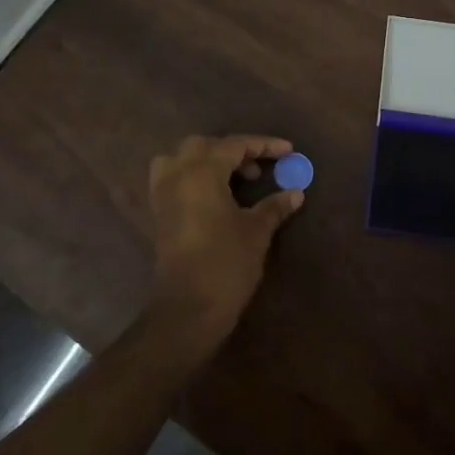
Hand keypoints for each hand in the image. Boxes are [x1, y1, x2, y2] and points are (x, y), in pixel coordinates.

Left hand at [148, 134, 303, 341]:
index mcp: (201, 172)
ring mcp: (163, 194)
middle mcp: (177, 175)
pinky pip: (172, 179)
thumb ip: (274, 206)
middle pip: (204, 146)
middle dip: (233, 151)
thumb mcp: (256, 232)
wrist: (188, 309)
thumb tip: (296, 192)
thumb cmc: (226, 264)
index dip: (263, 145)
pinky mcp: (158, 214)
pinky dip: (192, 177)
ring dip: (207, 161)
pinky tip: (214, 197)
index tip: (288, 151)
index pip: (234, 145)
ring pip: (181, 159)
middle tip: (258, 170)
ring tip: (232, 180)